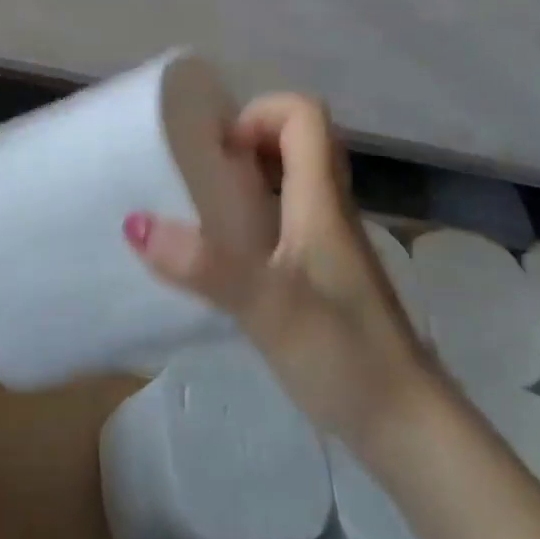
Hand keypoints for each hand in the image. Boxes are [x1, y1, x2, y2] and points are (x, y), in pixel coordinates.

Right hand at [123, 93, 429, 443]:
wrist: (406, 425)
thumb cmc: (344, 353)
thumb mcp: (267, 305)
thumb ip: (204, 264)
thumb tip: (133, 222)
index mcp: (321, 198)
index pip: (304, 114)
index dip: (260, 113)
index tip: (220, 151)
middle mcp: (328, 208)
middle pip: (298, 140)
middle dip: (247, 141)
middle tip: (202, 173)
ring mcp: (329, 241)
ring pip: (292, 179)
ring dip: (250, 177)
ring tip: (203, 206)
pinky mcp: (323, 272)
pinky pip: (288, 217)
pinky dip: (255, 214)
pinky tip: (226, 253)